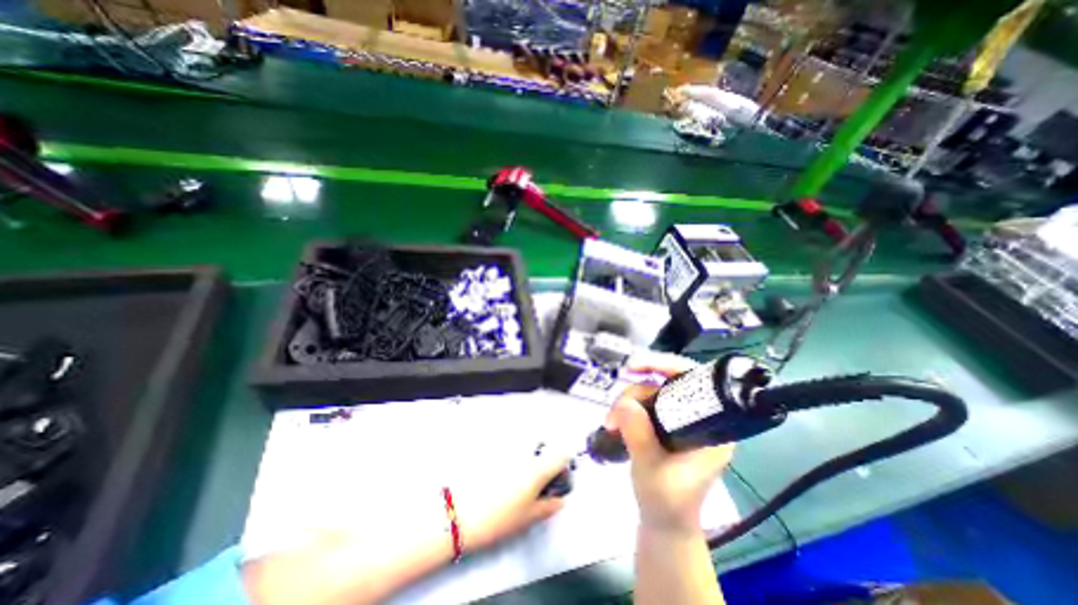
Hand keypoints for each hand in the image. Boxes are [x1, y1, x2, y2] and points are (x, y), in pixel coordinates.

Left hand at [453, 451, 570, 555]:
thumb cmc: (499, 519)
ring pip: (526, 445)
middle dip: (544, 460)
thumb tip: (559, 499)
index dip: (564, 465)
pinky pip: (510, 446)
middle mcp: (525, 453)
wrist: (460, 514)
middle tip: (535, 481)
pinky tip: (501, 474)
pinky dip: (511, 455)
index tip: (557, 478)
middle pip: (543, 447)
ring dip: (528, 456)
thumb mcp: (528, 518)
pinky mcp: (493, 448)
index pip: (561, 455)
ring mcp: (508, 448)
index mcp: (537, 469)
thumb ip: (549, 506)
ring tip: (515, 479)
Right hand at [606, 355, 733, 532]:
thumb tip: (624, 403)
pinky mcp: (664, 423)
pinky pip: (643, 403)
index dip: (667, 366)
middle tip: (614, 414)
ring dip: (626, 402)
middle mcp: (698, 418)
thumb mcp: (651, 470)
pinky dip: (626, 408)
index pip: (696, 382)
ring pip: (649, 391)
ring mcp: (679, 420)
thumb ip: (639, 436)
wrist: (662, 522)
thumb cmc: (666, 502)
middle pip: (665, 384)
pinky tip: (615, 422)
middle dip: (635, 392)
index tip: (637, 368)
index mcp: (711, 429)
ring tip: (610, 424)